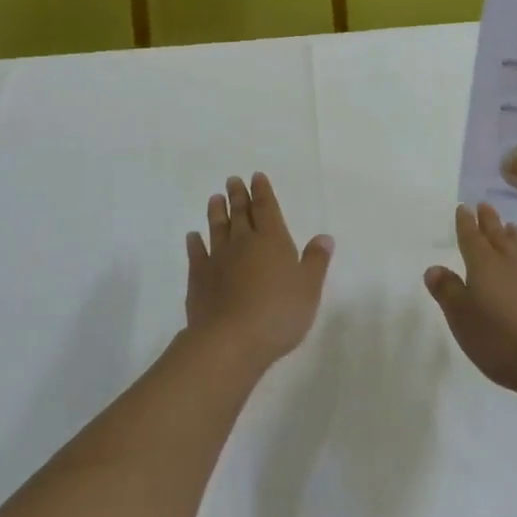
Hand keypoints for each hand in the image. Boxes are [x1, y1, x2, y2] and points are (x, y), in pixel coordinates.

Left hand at [186, 173, 333, 369]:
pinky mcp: (199, 278)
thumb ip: (316, 261)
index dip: (262, 191)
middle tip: (232, 180)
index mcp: (272, 240)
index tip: (256, 176)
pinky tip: (193, 236)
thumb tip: (324, 237)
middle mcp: (243, 242)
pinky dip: (195, 243)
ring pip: (217, 228)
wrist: (230, 340)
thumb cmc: (278, 313)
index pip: (267, 208)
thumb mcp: (309, 288)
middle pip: (240, 213)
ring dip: (217, 212)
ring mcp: (217, 259)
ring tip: (214, 198)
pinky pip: (196, 253)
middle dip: (238, 195)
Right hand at [424, 204, 516, 399]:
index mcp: (484, 267)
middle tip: (484, 205)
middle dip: (489, 221)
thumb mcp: (463, 321)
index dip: (465, 223)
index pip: (471, 238)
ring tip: (509, 225)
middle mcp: (511, 263)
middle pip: (497, 236)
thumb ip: (448, 292)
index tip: (463, 208)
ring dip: (512, 234)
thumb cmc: (502, 342)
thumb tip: (434, 268)